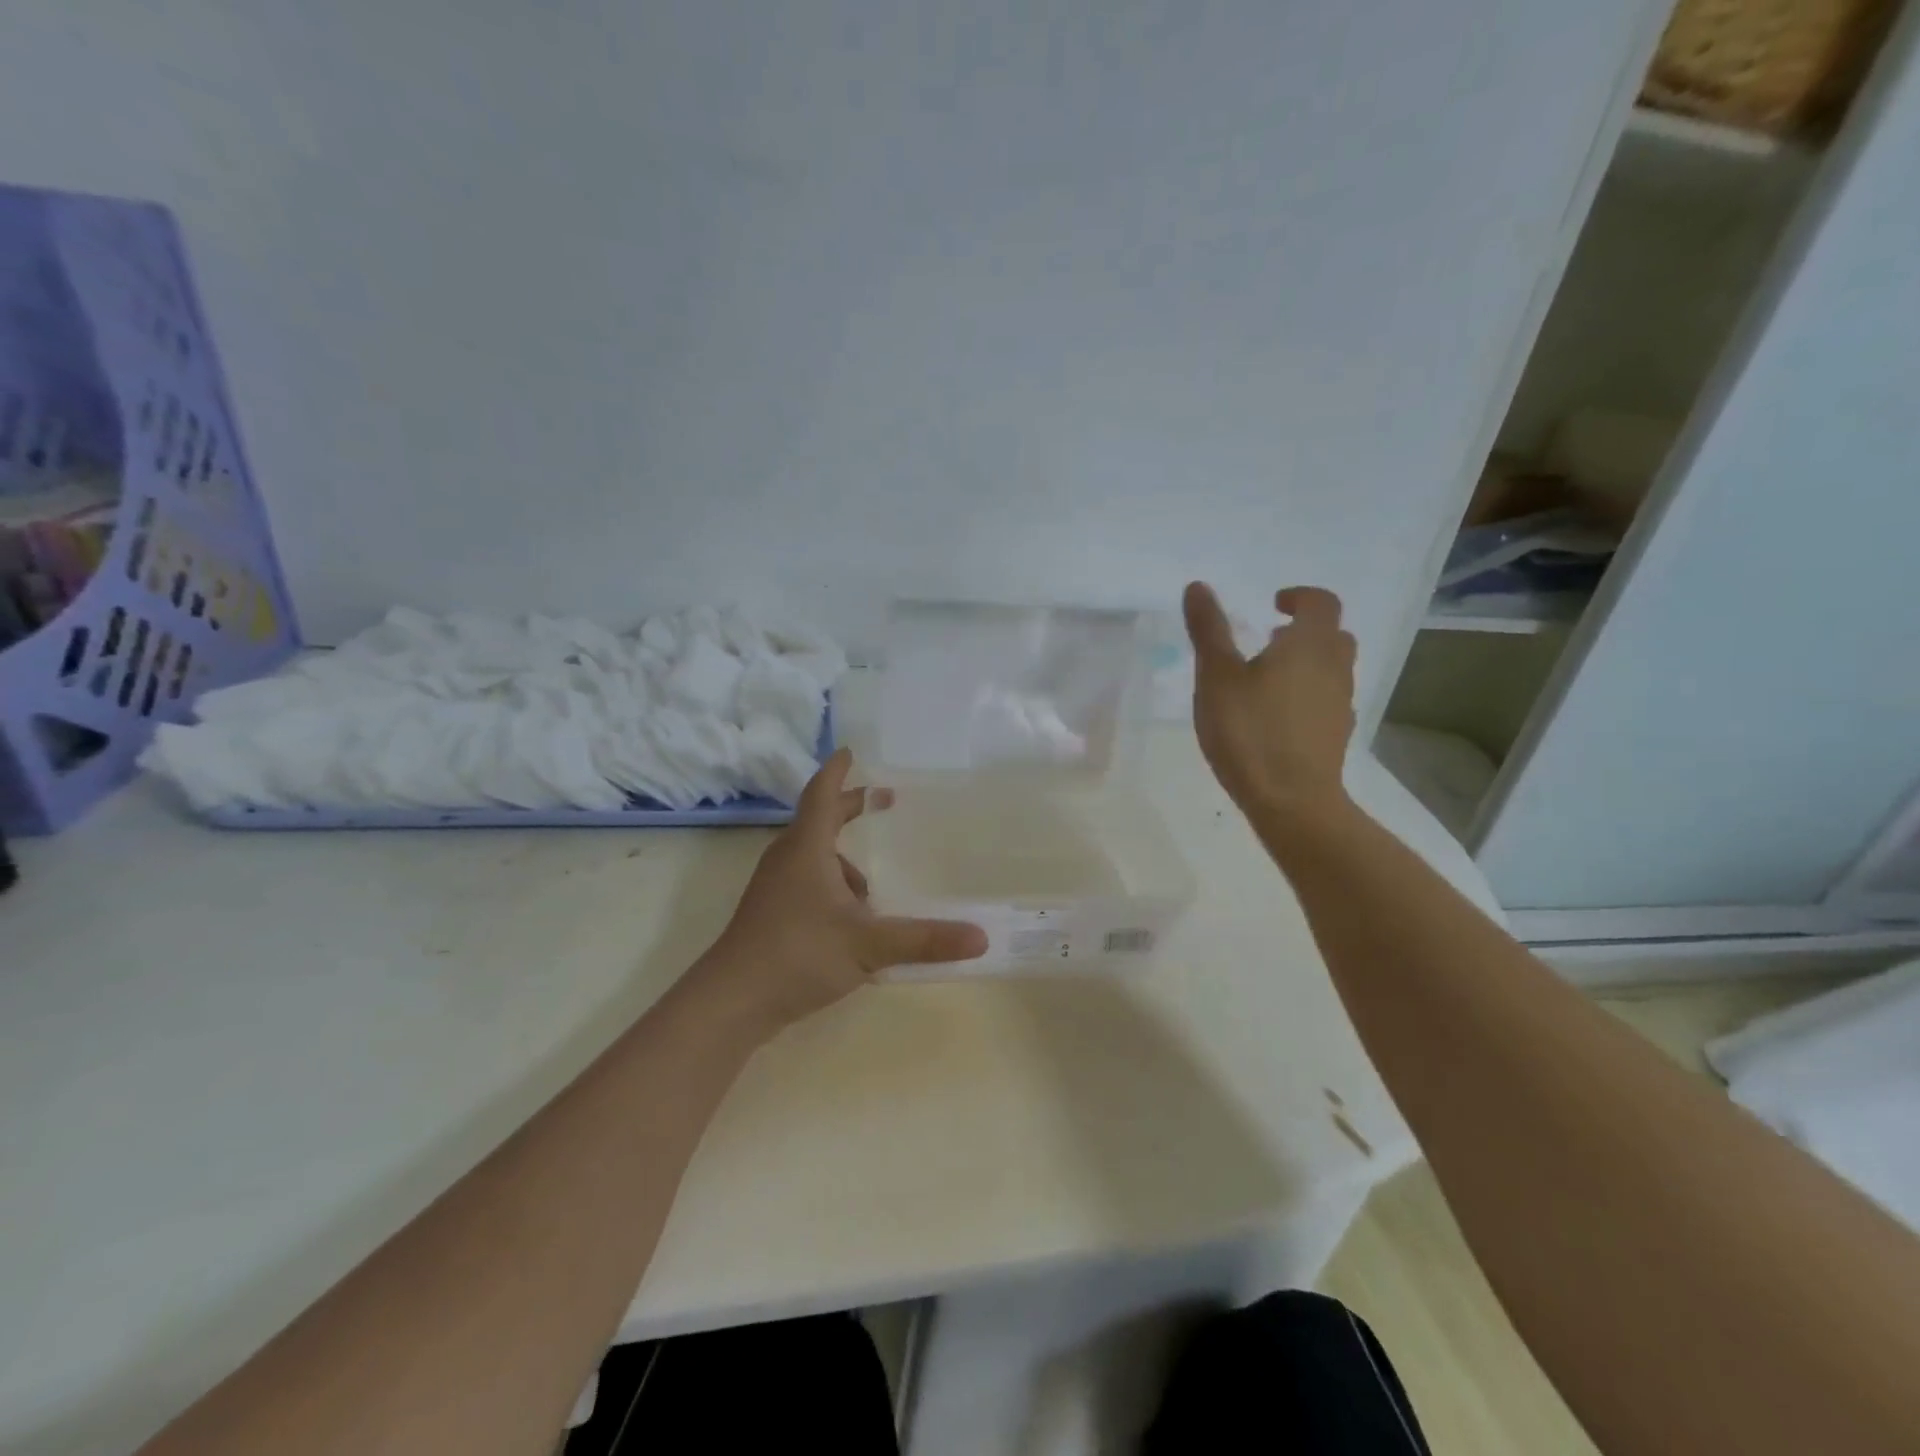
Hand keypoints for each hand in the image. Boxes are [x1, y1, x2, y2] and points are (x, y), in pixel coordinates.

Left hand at [692, 748, 987, 1038]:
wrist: (731, 1001)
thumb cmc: (799, 954)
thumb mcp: (868, 944)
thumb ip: (923, 940)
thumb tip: (980, 938)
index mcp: (807, 849)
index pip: (822, 794)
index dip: (837, 772)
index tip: (850, 751)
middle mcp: (787, 859)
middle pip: (819, 820)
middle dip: (849, 807)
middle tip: (882, 801)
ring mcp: (774, 887)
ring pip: (813, 856)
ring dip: (843, 860)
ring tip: (873, 893)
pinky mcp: (770, 914)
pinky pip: (807, 881)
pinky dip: (832, 885)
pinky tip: (851, 922)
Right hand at [1182, 582, 1357, 815]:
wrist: (1292, 800)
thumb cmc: (1249, 731)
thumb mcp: (1216, 677)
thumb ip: (1209, 630)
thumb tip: (1198, 586)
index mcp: (1309, 645)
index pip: (1321, 603)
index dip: (1299, 597)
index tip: (1273, 604)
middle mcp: (1334, 668)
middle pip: (1333, 635)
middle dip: (1305, 630)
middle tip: (1270, 638)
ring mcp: (1340, 704)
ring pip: (1332, 669)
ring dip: (1307, 662)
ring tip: (1268, 678)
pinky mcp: (1336, 735)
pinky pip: (1326, 699)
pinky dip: (1307, 694)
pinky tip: (1277, 716)